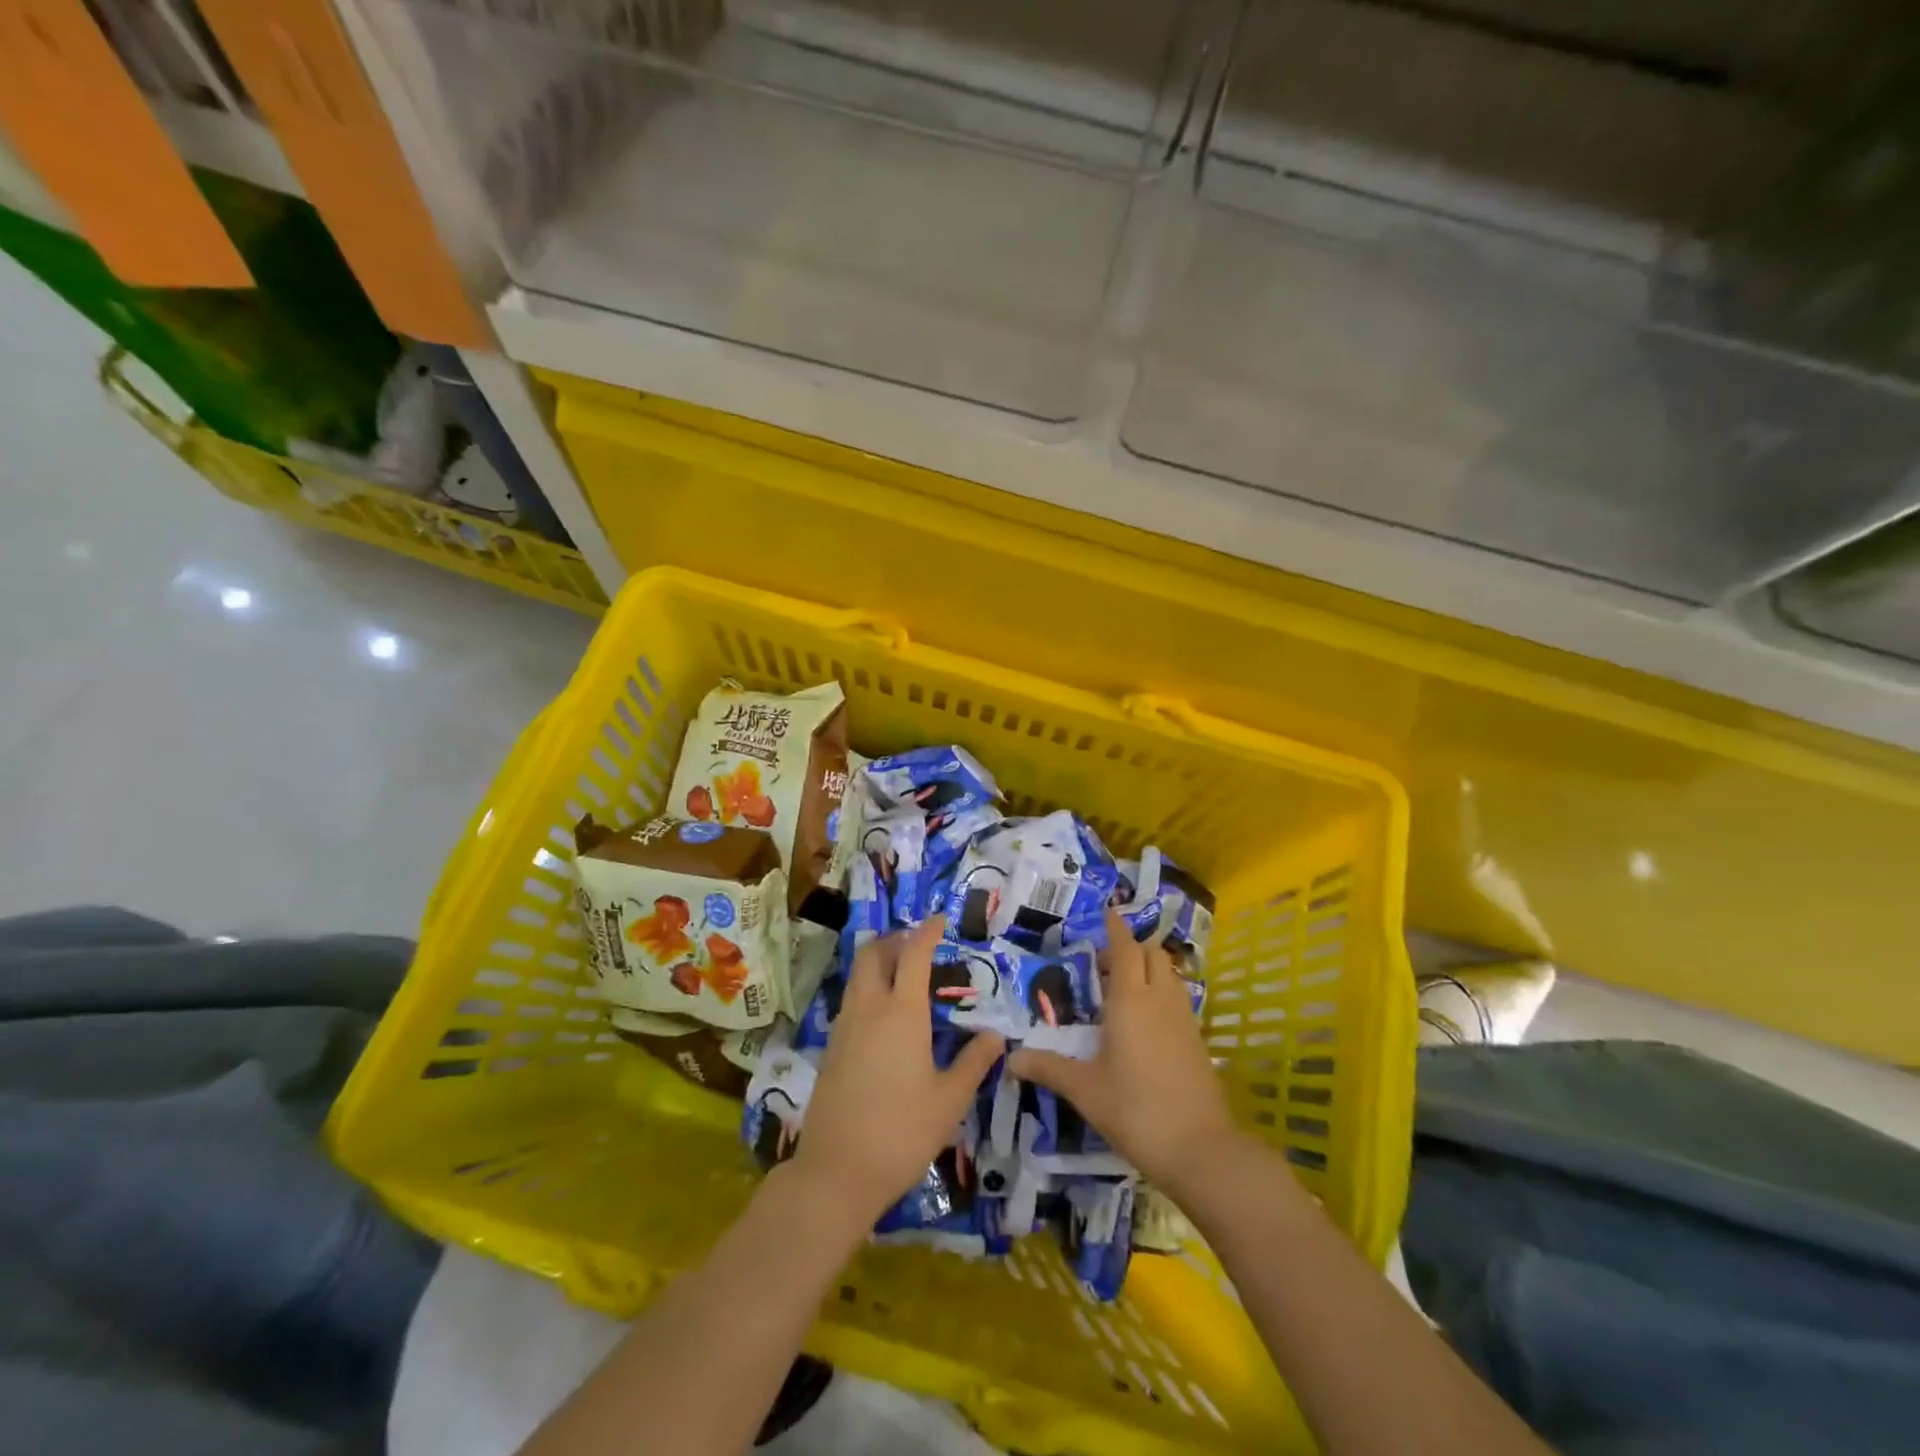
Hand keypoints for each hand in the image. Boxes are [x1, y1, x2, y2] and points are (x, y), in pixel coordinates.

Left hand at [795, 917, 1003, 1223]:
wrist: (836, 1172)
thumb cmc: (902, 1132)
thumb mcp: (950, 1100)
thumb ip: (974, 1063)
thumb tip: (996, 1035)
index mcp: (902, 1013)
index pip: (913, 955)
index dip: (927, 932)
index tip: (940, 920)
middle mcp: (868, 1009)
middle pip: (873, 954)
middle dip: (894, 940)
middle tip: (917, 944)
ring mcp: (844, 1028)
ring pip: (857, 977)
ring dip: (877, 963)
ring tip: (903, 975)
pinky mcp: (831, 1049)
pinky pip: (850, 1002)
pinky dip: (867, 991)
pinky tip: (884, 1017)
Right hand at [1009, 909, 1240, 1199]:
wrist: (1200, 1149)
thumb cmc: (1135, 1110)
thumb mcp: (1085, 1089)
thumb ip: (1048, 1068)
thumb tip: (1011, 1060)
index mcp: (1130, 1001)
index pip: (1124, 949)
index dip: (1115, 928)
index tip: (1107, 911)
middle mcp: (1160, 999)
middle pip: (1152, 954)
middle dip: (1131, 948)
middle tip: (1103, 963)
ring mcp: (1184, 1018)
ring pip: (1169, 974)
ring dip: (1149, 968)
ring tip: (1123, 988)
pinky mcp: (1197, 1039)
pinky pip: (1178, 998)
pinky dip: (1162, 992)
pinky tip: (1146, 1020)